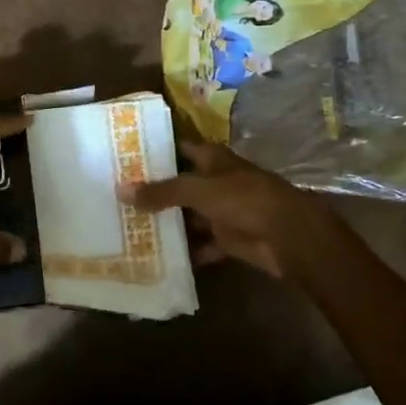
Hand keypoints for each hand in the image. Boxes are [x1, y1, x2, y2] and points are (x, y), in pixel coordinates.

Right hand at [121, 140, 357, 283]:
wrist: (288, 236)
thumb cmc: (244, 199)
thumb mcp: (198, 190)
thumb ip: (161, 192)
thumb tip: (121, 190)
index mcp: (212, 159)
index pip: (178, 148)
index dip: (154, 152)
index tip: (124, 157)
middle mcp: (216, 181)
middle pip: (180, 184)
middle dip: (154, 191)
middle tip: (117, 196)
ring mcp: (222, 210)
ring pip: (188, 215)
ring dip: (167, 223)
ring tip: (130, 227)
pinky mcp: (228, 238)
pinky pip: (201, 244)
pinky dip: (185, 250)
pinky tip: (158, 256)